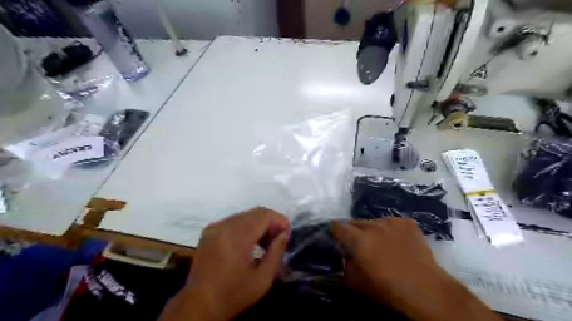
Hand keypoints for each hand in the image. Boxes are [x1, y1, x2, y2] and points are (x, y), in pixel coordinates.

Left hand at [158, 206, 288, 320]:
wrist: (198, 305)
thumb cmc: (233, 295)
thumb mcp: (262, 279)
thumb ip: (276, 252)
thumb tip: (284, 233)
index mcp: (236, 238)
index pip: (263, 215)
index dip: (278, 220)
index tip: (286, 233)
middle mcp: (223, 227)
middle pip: (255, 212)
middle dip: (270, 222)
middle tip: (278, 238)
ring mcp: (214, 227)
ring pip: (245, 215)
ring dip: (259, 224)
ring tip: (265, 243)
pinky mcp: (209, 231)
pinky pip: (233, 221)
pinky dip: (246, 226)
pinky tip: (249, 242)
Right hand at [331, 218, 501, 320]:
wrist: (426, 289)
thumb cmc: (388, 289)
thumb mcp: (358, 283)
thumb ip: (347, 265)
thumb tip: (346, 256)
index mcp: (359, 239)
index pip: (339, 226)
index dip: (333, 229)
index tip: (333, 233)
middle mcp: (374, 225)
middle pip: (356, 222)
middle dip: (352, 231)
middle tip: (355, 242)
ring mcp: (392, 222)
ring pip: (374, 222)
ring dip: (371, 230)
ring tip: (378, 243)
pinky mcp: (407, 223)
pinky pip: (391, 223)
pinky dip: (389, 230)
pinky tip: (395, 241)